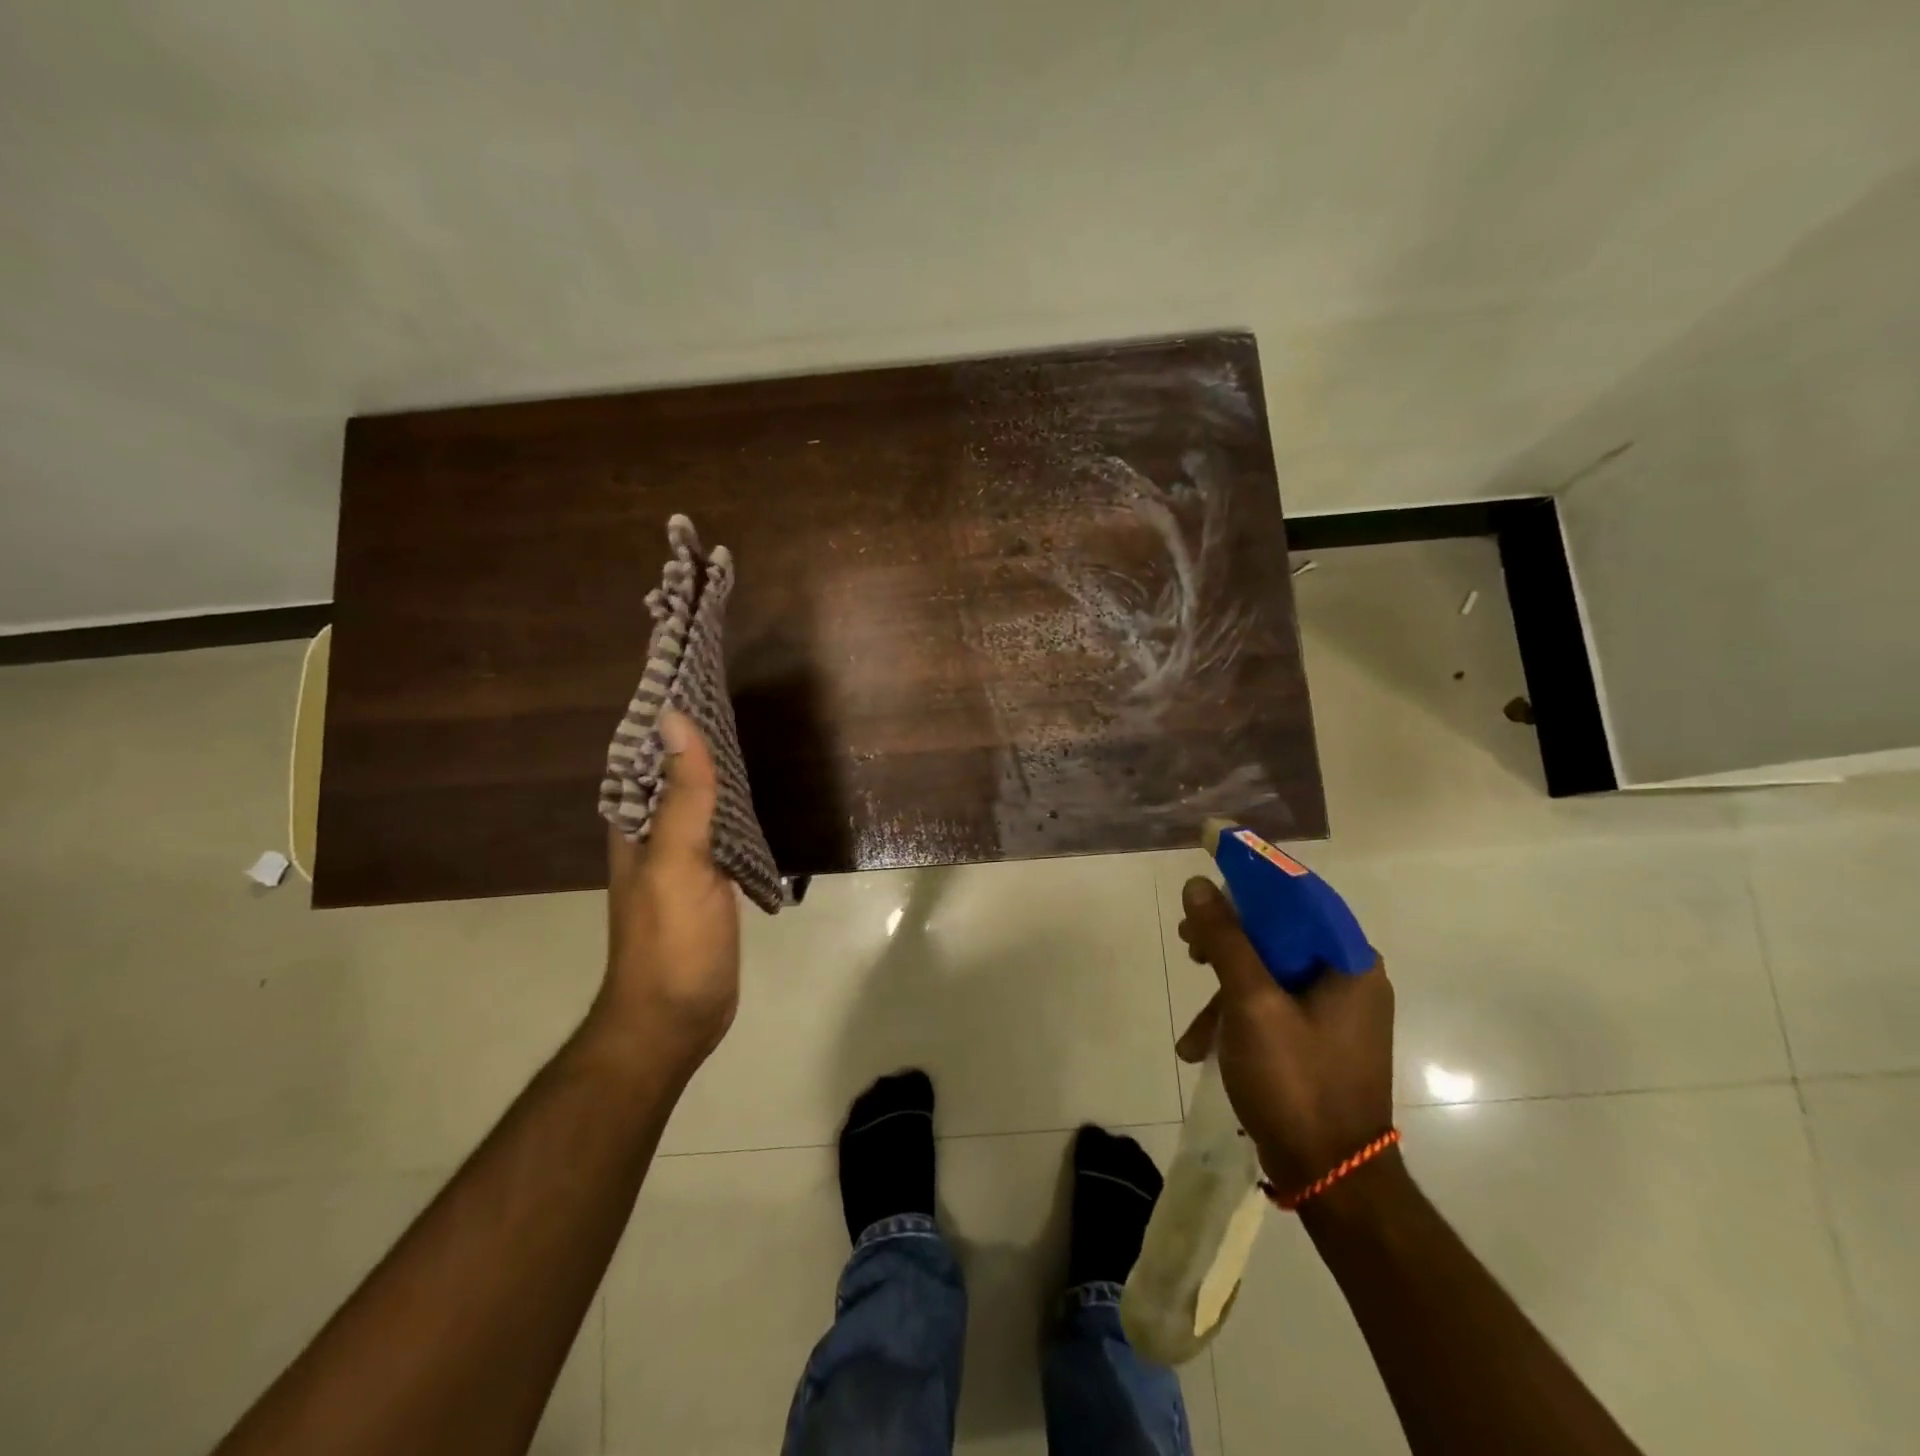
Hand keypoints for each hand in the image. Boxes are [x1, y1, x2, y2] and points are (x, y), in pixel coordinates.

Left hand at [597, 710, 741, 1068]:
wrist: (676, 1018)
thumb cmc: (670, 941)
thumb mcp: (677, 863)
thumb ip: (683, 795)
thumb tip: (676, 719)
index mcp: (633, 824)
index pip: (643, 753)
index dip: (662, 713)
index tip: (688, 668)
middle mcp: (652, 834)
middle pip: (671, 771)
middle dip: (692, 732)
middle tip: (727, 687)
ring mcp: (682, 858)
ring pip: (697, 798)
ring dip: (713, 765)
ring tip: (744, 724)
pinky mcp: (709, 880)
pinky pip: (719, 828)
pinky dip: (732, 804)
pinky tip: (753, 789)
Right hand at [1174, 877, 1394, 1194]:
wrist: (1333, 1180)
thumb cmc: (1296, 1082)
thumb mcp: (1251, 1003)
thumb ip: (1225, 938)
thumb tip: (1198, 885)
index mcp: (1348, 962)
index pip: (1298, 893)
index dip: (1252, 871)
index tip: (1210, 855)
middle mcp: (1348, 978)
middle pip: (1279, 930)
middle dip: (1227, 935)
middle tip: (1187, 940)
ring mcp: (1335, 1011)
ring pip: (1269, 969)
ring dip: (1224, 981)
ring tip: (1191, 1003)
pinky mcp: (1318, 1038)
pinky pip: (1272, 1004)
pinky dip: (1236, 1014)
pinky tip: (1201, 1045)